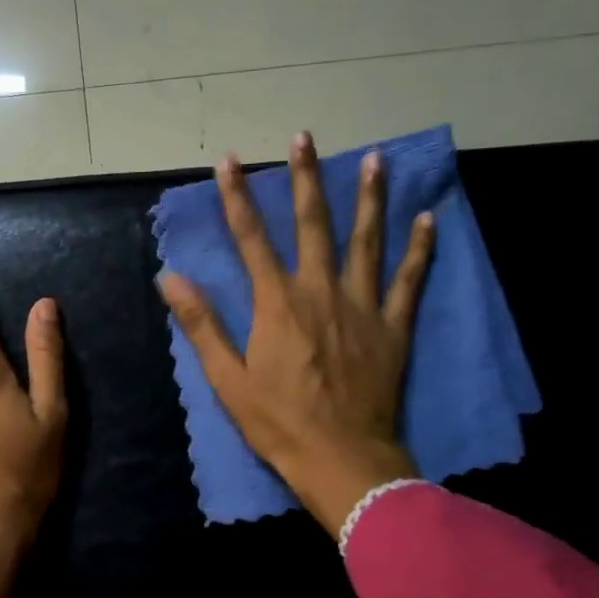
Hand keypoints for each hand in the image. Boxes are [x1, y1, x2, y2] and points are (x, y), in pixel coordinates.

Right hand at [158, 132, 434, 537]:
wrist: (343, 461)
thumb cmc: (279, 424)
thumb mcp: (227, 379)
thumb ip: (201, 324)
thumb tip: (170, 277)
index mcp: (277, 304)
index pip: (251, 238)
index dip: (237, 197)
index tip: (229, 161)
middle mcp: (320, 292)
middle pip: (312, 224)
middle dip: (305, 178)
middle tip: (304, 137)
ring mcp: (362, 307)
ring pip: (366, 241)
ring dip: (368, 198)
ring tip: (374, 158)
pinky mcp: (393, 328)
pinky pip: (410, 280)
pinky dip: (420, 249)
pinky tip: (427, 219)